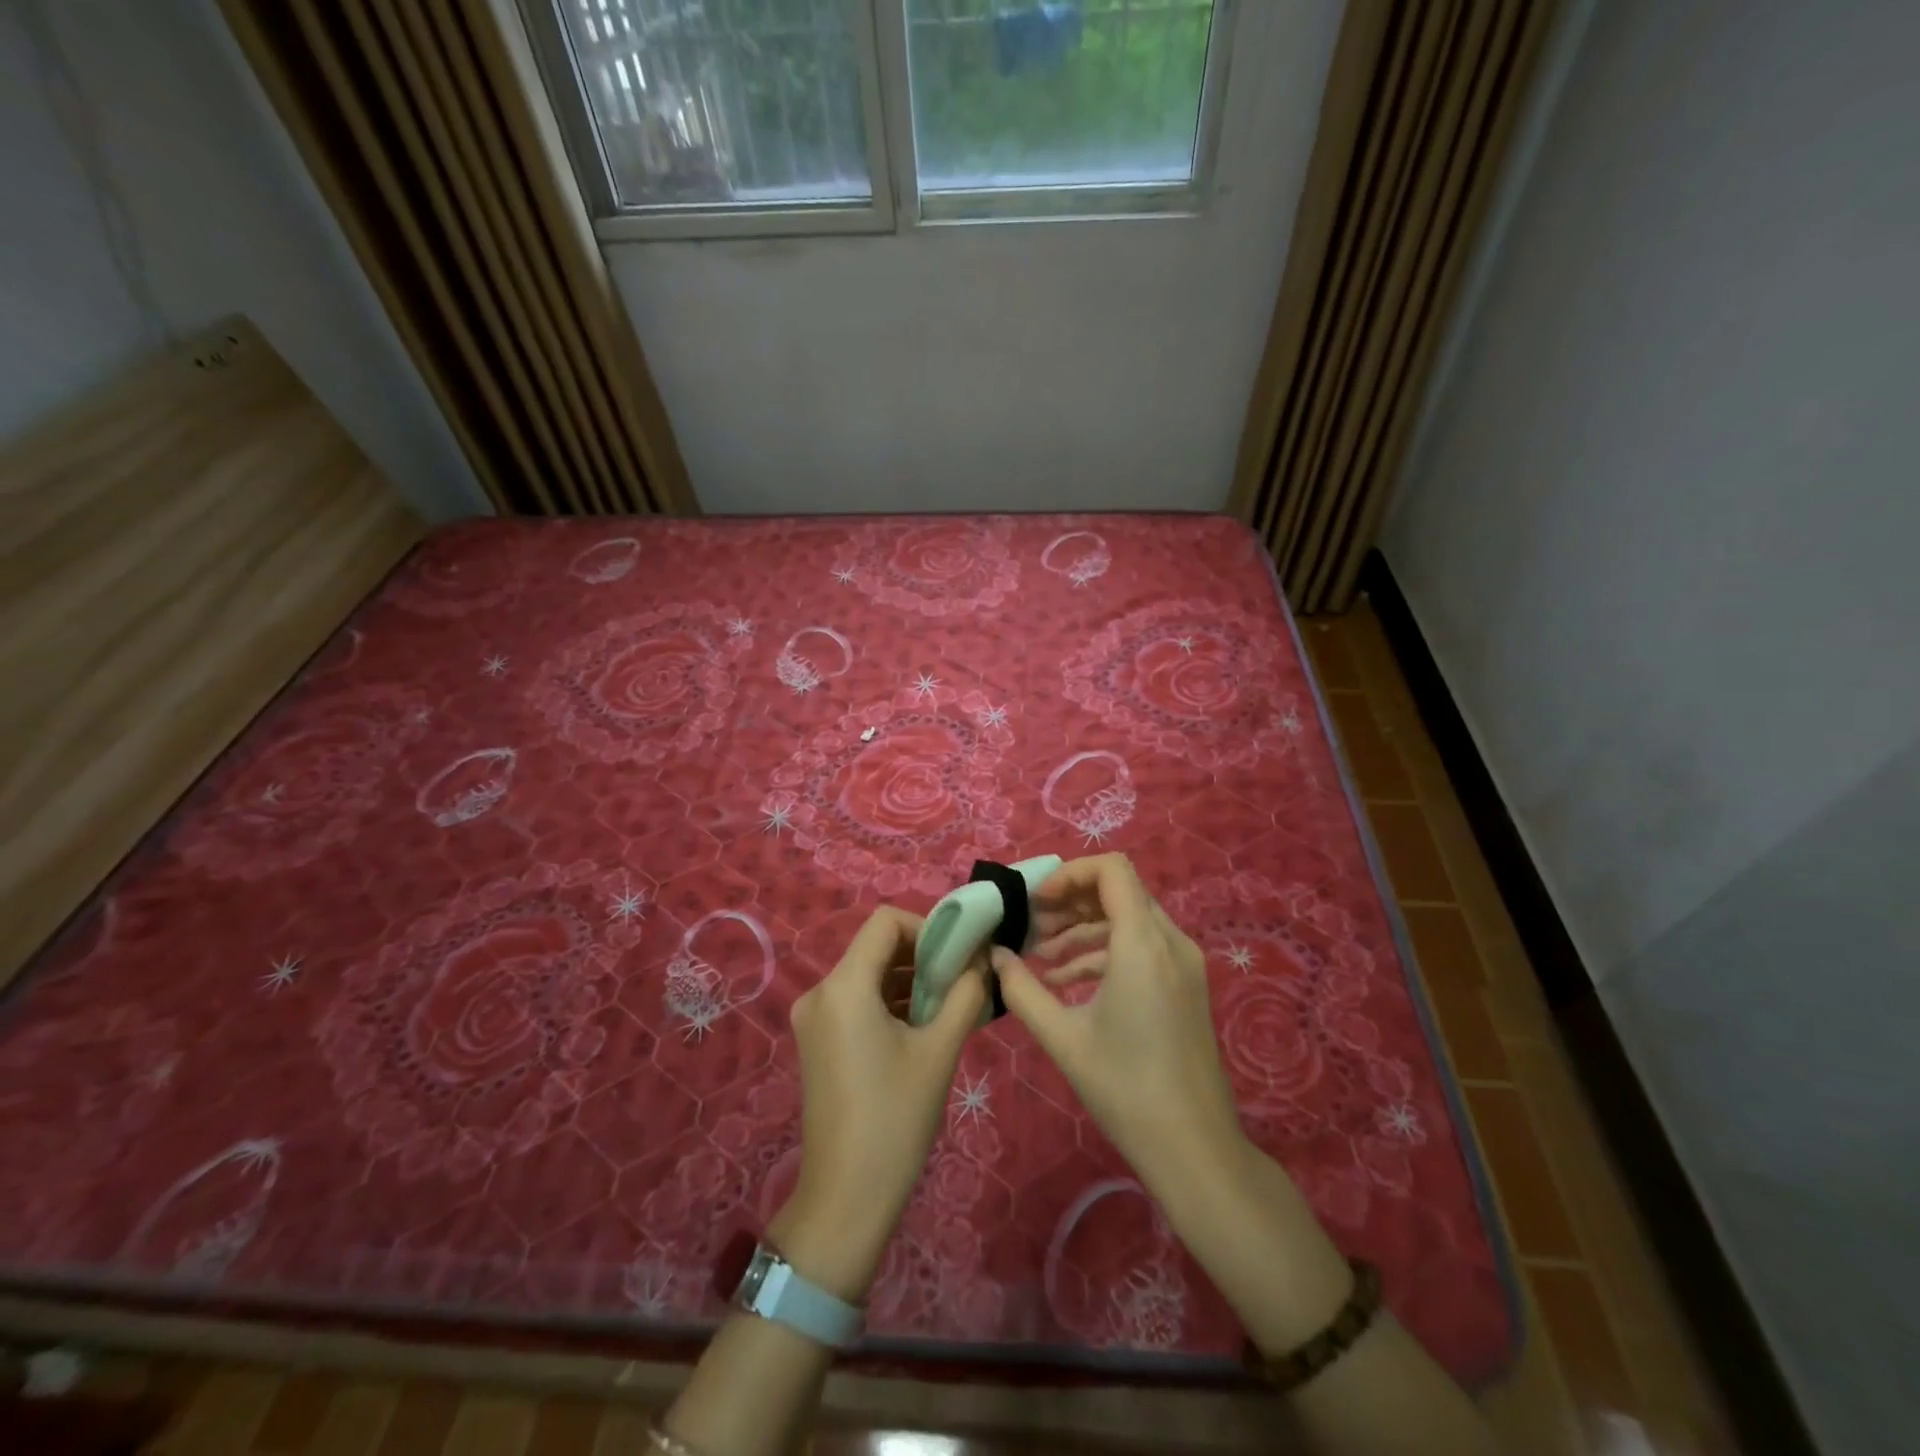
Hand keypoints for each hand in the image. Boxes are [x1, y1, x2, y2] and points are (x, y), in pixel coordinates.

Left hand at [772, 906, 986, 1301]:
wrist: (846, 1199)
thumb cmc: (896, 1119)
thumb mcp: (940, 1051)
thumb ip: (966, 994)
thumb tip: (984, 960)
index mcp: (843, 986)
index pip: (885, 921)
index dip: (927, 926)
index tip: (959, 954)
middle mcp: (820, 992)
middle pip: (875, 946)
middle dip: (922, 955)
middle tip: (961, 980)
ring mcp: (813, 1018)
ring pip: (867, 974)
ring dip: (908, 980)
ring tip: (947, 1007)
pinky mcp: (816, 1041)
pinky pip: (856, 1001)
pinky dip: (888, 1002)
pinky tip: (920, 1027)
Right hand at [994, 854, 1246, 1194]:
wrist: (1195, 1148)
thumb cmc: (1125, 1089)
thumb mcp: (1062, 1038)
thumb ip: (1021, 989)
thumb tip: (995, 956)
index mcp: (1143, 945)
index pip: (1112, 870)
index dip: (1069, 874)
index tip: (1037, 903)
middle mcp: (1170, 942)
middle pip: (1119, 891)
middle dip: (1072, 902)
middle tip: (1033, 926)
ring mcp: (1184, 964)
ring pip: (1130, 919)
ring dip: (1085, 928)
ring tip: (1043, 956)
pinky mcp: (1186, 986)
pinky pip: (1143, 947)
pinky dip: (1106, 951)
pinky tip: (1069, 981)